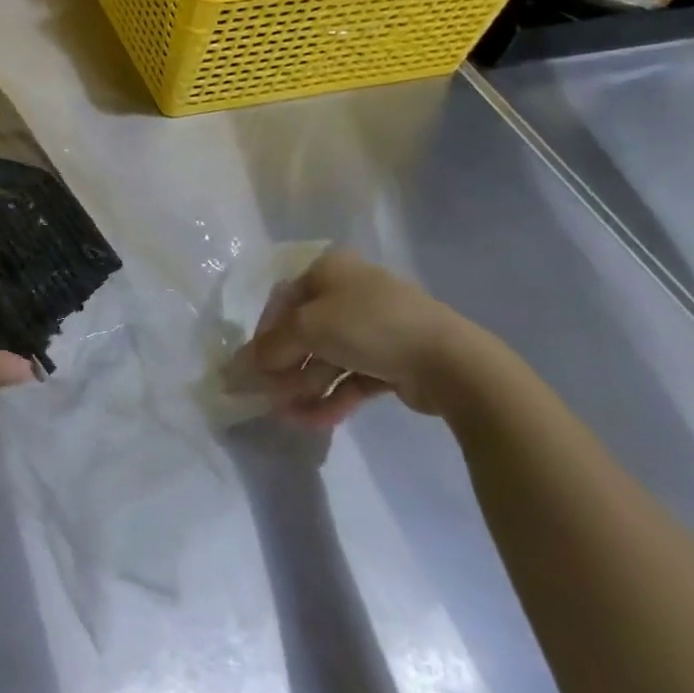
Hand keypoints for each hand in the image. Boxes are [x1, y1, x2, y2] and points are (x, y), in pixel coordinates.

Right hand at [243, 250, 489, 427]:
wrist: (448, 360)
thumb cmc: (367, 325)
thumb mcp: (308, 327)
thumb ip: (272, 346)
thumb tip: (245, 365)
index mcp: (331, 271)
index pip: (285, 300)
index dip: (264, 332)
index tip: (251, 364)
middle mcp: (351, 294)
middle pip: (305, 332)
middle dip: (284, 366)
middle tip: (263, 394)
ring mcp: (374, 329)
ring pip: (327, 358)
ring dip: (303, 387)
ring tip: (284, 416)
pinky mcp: (391, 362)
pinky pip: (351, 378)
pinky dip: (330, 397)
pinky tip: (311, 421)